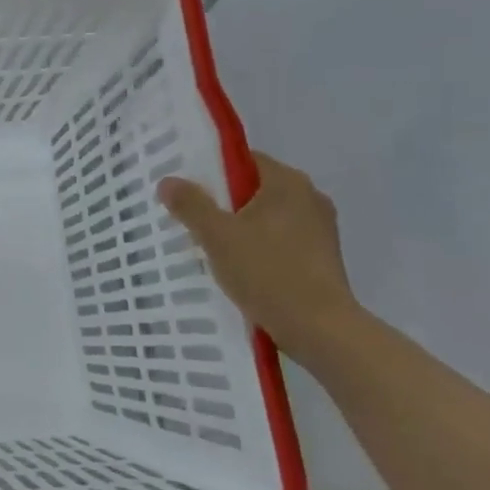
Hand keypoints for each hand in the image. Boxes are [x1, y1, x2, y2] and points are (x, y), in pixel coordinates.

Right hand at [157, 153, 357, 359]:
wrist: (319, 328)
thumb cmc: (267, 272)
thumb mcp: (217, 236)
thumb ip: (191, 205)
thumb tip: (168, 181)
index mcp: (288, 182)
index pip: (244, 160)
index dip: (212, 170)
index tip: (188, 190)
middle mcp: (310, 197)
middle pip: (255, 188)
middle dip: (223, 202)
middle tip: (191, 219)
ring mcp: (320, 229)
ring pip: (268, 216)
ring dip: (240, 226)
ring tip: (210, 246)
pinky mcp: (322, 257)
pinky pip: (280, 239)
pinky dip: (259, 246)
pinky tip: (239, 267)